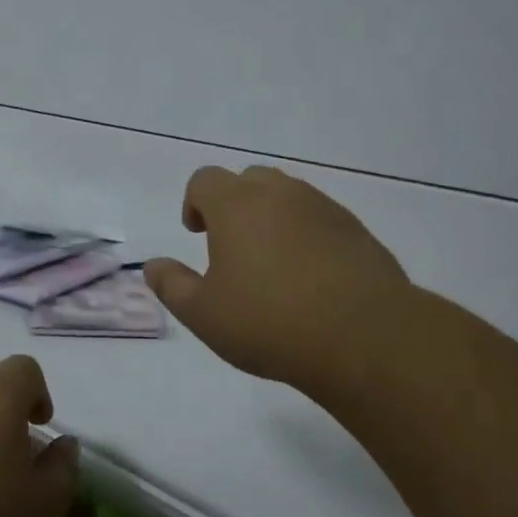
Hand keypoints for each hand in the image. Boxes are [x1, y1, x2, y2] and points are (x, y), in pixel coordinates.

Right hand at [144, 165, 414, 398]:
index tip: (197, 235)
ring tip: (272, 264)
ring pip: (288, 197)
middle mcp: (281, 194)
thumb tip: (152, 265)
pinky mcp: (357, 231)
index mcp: (237, 205)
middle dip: (234, 205)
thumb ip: (172, 285)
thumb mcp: (204, 314)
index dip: (194, 203)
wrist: (364, 336)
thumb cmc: (269, 321)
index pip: (205, 180)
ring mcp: (324, 208)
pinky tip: (311, 278)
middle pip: (249, 180)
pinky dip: (307, 235)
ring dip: (272, 218)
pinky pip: (320, 219)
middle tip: (232, 247)